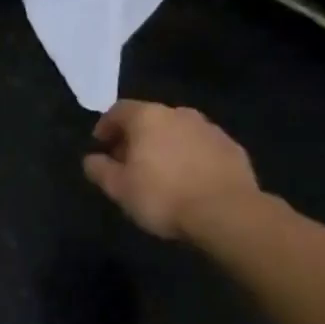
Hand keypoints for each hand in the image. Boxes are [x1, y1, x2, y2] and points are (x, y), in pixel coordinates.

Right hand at [83, 101, 259, 239]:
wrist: (228, 213)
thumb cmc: (163, 196)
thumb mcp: (119, 188)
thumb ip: (100, 169)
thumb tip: (91, 159)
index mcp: (148, 117)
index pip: (118, 110)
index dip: (106, 126)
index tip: (101, 146)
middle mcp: (179, 114)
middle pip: (149, 119)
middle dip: (136, 137)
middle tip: (128, 162)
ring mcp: (209, 129)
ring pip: (178, 132)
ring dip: (165, 146)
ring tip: (160, 173)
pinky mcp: (232, 148)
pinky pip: (202, 147)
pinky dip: (190, 157)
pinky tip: (189, 180)